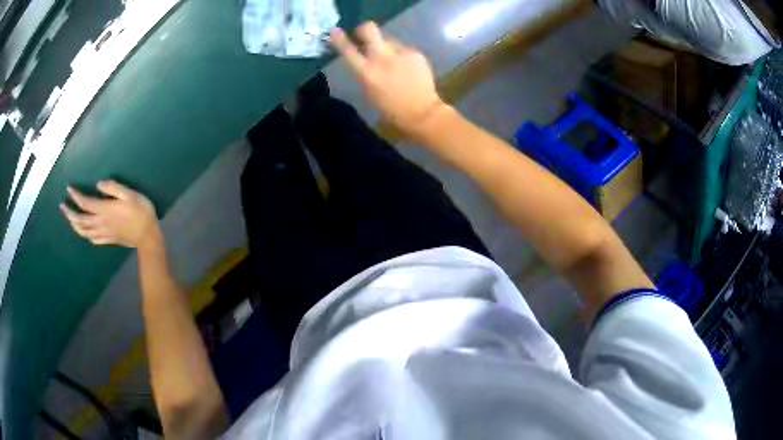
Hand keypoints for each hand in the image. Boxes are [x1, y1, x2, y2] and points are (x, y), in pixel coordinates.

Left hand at [60, 180, 160, 248]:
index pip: (85, 203)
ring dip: (75, 225)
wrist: (148, 236)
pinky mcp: (108, 240)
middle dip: (70, 213)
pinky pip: (93, 239)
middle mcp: (101, 223)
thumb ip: (113, 188)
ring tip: (70, 219)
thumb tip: (98, 184)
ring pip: (84, 232)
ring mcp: (104, 233)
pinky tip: (85, 232)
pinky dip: (85, 235)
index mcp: (105, 210)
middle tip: (63, 207)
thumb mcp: (130, 194)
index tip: (69, 189)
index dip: (76, 196)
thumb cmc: (141, 211)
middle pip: (81, 220)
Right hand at [331, 22, 447, 138]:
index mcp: (366, 72)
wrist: (422, 113)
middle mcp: (382, 58)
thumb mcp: (369, 91)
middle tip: (364, 35)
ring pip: (388, 41)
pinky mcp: (415, 54)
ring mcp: (400, 53)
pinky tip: (408, 69)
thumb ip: (364, 71)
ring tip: (394, 64)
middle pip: (370, 29)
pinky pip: (403, 50)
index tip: (335, 31)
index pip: (348, 50)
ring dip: (387, 48)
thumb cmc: (391, 109)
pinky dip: (402, 57)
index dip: (339, 39)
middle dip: (364, 30)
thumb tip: (363, 57)